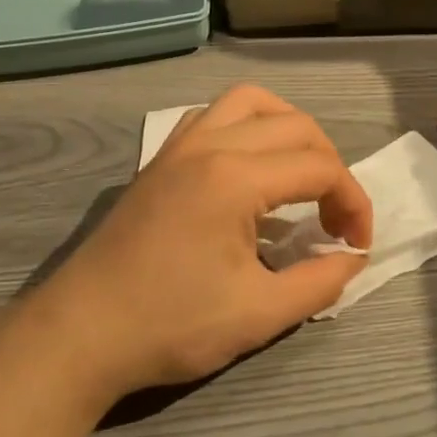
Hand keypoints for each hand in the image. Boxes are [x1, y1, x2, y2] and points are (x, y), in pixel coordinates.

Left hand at [24, 85, 373, 404]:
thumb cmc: (170, 324)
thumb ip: (319, 282)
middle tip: (334, 217)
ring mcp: (179, 145)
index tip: (357, 245)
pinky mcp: (159, 159)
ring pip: (250, 102)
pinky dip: (245, 126)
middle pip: (295, 126)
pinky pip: (212, 115)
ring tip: (301, 174)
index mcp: (236, 177)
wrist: (80, 334)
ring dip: (289, 129)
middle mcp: (210, 144)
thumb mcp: (259, 314)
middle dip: (330, 165)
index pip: (320, 168)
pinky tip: (247, 166)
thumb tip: (352, 258)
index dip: (353, 203)